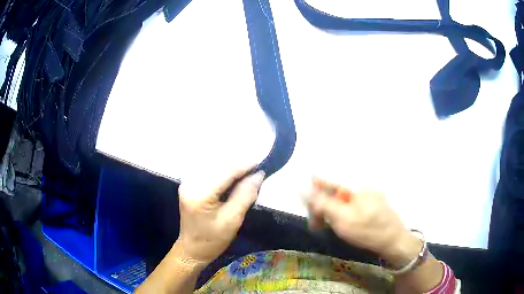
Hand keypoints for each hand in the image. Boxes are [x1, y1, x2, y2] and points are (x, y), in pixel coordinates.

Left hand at [174, 167, 264, 266]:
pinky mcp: (188, 184)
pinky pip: (208, 171)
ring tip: (247, 173)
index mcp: (200, 194)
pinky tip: (232, 178)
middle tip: (256, 170)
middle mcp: (190, 183)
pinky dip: (222, 172)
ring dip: (231, 167)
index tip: (262, 163)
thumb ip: (245, 195)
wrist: (192, 249)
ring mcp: (187, 182)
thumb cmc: (213, 240)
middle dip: (238, 165)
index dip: (244, 165)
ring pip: (213, 166)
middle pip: (218, 165)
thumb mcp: (232, 220)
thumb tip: (258, 174)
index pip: (225, 171)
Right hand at [306, 178, 420, 266]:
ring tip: (326, 227)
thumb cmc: (367, 230)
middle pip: (333, 191)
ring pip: (341, 199)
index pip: (326, 181)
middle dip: (322, 206)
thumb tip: (301, 187)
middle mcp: (361, 185)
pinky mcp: (372, 204)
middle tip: (316, 225)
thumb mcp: (341, 218)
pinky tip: (340, 224)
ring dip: (331, 212)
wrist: (394, 241)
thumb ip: (321, 202)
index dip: (313, 194)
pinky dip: (342, 214)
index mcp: (354, 185)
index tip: (309, 210)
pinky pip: (351, 205)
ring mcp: (368, 195)